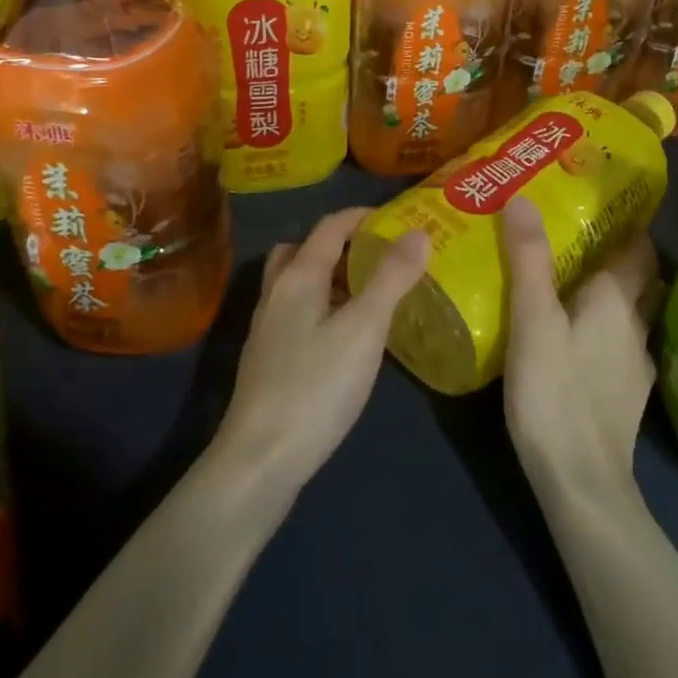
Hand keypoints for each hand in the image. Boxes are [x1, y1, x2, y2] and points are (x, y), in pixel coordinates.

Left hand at [213, 208, 429, 498]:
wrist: (259, 460)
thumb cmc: (316, 387)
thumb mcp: (364, 329)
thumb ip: (391, 278)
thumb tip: (417, 232)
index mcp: (299, 276)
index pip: (330, 226)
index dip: (363, 216)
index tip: (398, 220)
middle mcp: (277, 292)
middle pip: (306, 249)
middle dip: (344, 244)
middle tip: (381, 256)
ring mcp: (268, 326)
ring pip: (299, 282)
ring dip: (331, 276)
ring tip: (369, 294)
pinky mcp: (268, 358)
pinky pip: (298, 311)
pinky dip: (323, 306)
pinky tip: (345, 336)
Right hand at [500, 196, 663, 507]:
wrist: (582, 485)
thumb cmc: (556, 393)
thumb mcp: (533, 320)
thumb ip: (528, 260)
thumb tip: (523, 199)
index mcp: (619, 300)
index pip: (639, 248)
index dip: (626, 222)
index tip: (600, 202)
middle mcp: (636, 326)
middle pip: (640, 279)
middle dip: (620, 254)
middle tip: (580, 234)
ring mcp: (635, 364)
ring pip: (632, 313)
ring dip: (613, 292)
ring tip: (575, 278)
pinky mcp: (624, 395)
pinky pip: (620, 343)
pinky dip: (605, 327)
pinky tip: (577, 334)